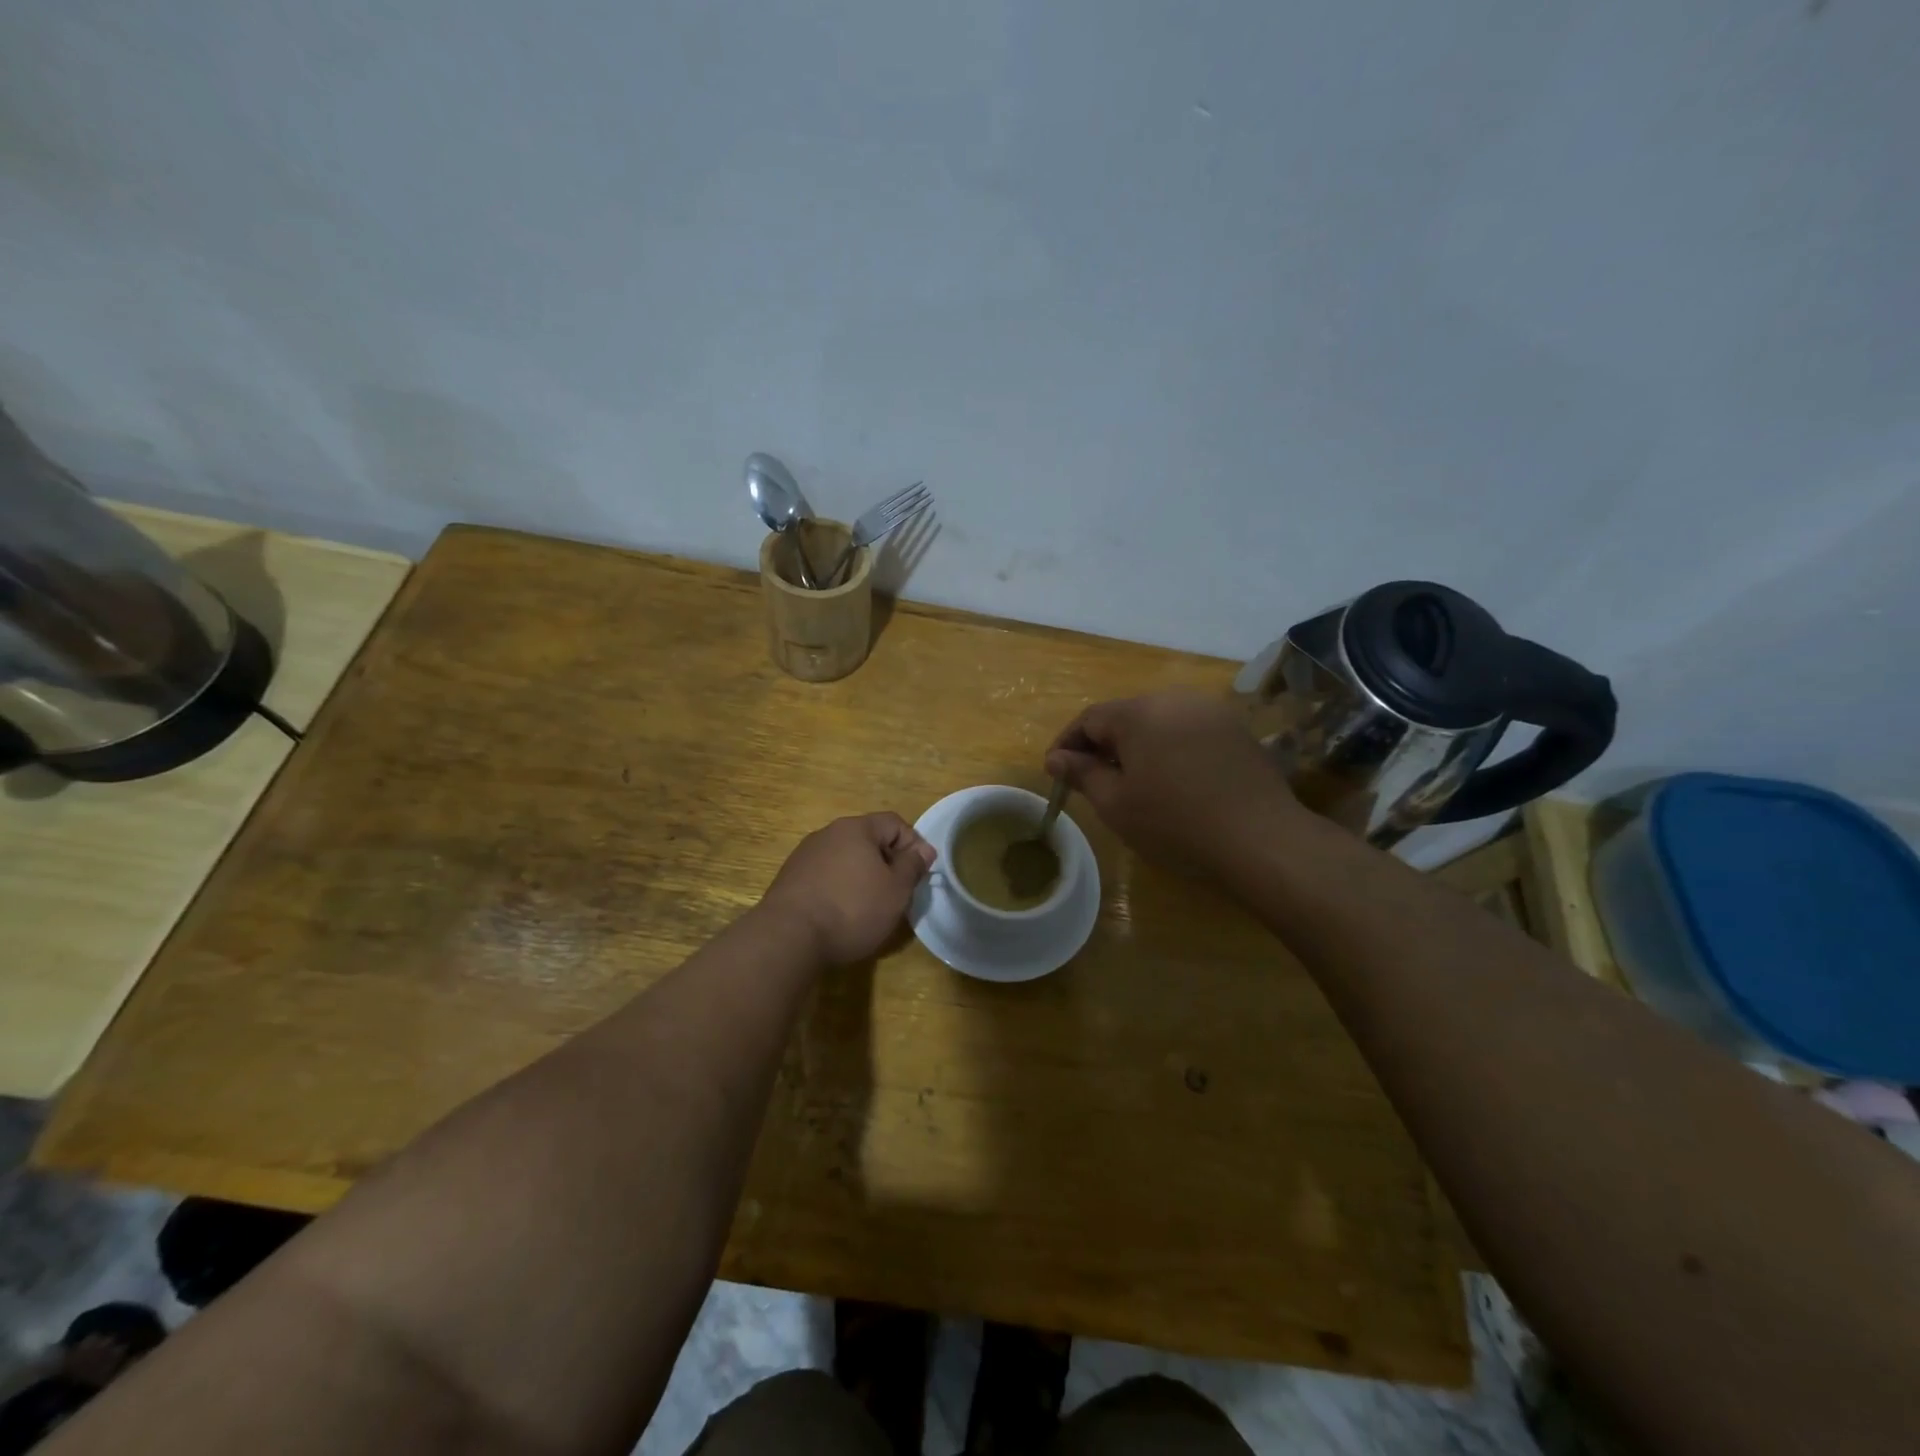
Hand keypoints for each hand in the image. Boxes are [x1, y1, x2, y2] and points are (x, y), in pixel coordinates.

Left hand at [759, 812, 937, 965]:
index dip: (914, 844)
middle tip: (898, 892)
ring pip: (845, 858)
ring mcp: (804, 855)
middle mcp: (828, 833)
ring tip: (870, 906)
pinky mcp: (789, 879)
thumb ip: (912, 866)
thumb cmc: (852, 909)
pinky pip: (825, 875)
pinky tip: (841, 914)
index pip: (894, 823)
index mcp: (856, 828)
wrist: (788, 937)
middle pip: (868, 839)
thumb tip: (923, 849)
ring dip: (862, 876)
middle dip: (887, 862)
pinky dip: (839, 888)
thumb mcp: (896, 890)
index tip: (921, 873)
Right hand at [1044, 688, 1300, 875]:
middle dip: (1104, 745)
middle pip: (1125, 716)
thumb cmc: (1174, 822)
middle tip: (1093, 780)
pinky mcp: (1235, 729)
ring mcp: (1210, 711)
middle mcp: (1174, 698)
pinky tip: (1174, 781)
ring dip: (1139, 747)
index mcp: (1139, 712)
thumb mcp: (1116, 803)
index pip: (1090, 719)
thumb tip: (1055, 758)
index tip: (1056, 771)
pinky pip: (1188, 731)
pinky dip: (1171, 749)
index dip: (1068, 744)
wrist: (1259, 838)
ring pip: (1159, 722)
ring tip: (1134, 782)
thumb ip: (1081, 774)